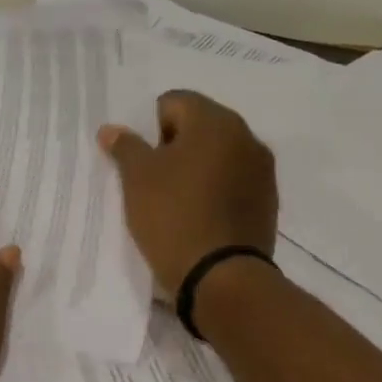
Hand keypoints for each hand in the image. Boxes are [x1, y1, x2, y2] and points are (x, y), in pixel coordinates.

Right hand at [97, 91, 277, 293]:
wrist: (222, 278)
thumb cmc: (173, 216)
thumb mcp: (137, 179)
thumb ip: (125, 146)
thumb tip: (112, 129)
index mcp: (215, 121)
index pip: (174, 102)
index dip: (152, 129)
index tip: (146, 163)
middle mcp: (246, 136)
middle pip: (200, 125)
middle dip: (175, 146)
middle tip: (157, 181)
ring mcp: (262, 169)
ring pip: (219, 153)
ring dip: (198, 167)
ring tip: (179, 201)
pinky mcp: (269, 200)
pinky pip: (235, 180)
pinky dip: (217, 188)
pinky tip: (202, 216)